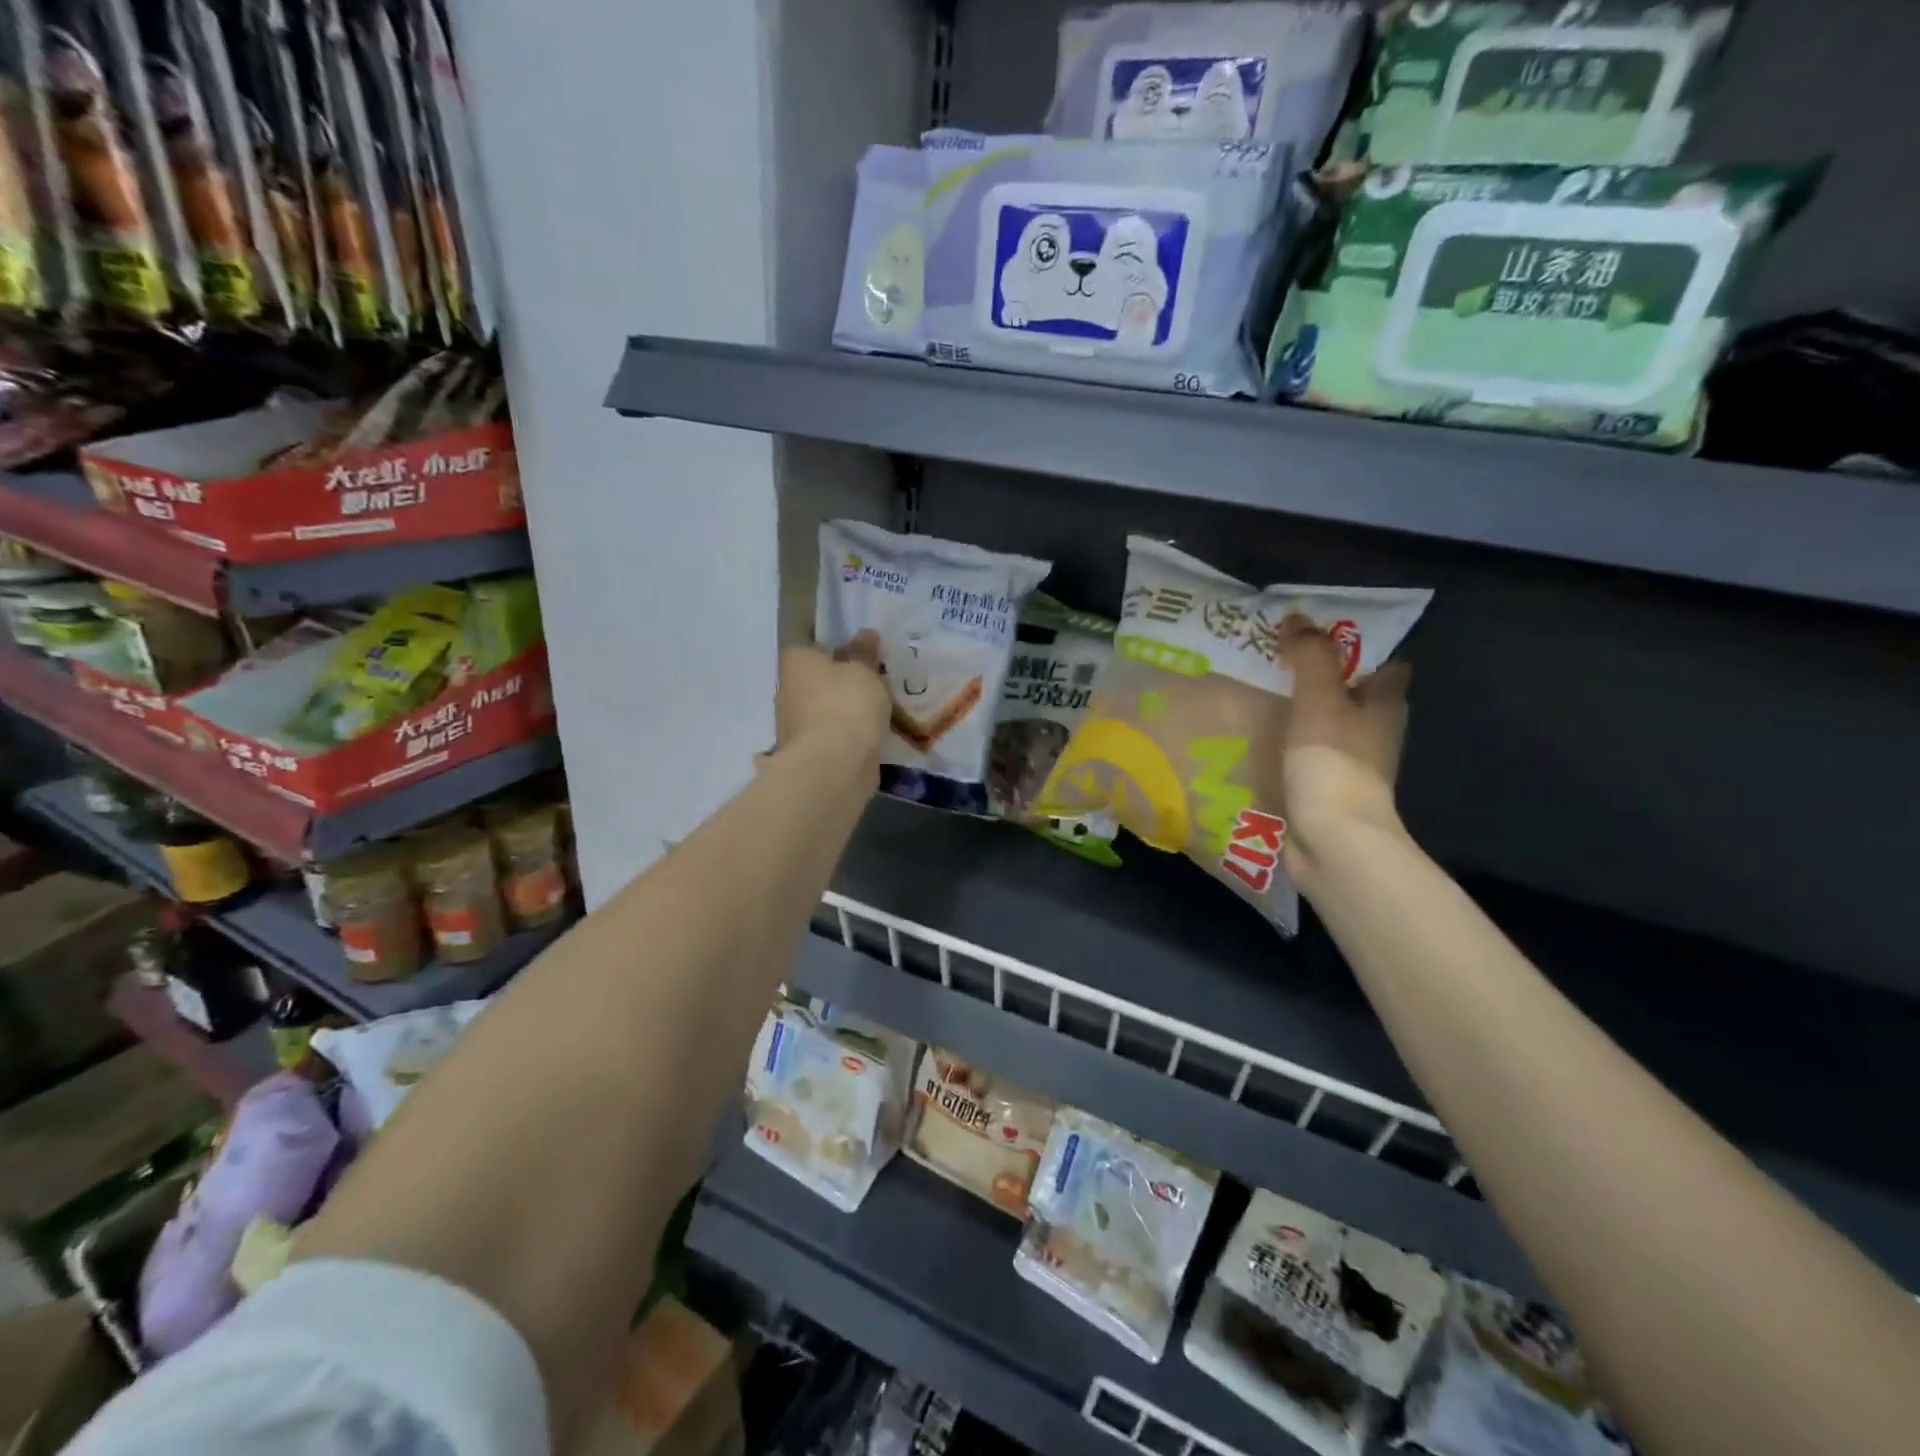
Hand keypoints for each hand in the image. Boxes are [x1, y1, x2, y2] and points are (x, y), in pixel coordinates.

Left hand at [775, 632, 890, 770]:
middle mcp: (787, 690)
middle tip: (874, 682)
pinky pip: (832, 736)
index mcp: (796, 661)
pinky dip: (847, 736)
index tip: (860, 654)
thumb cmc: (847, 704)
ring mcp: (794, 725)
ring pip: (823, 709)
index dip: (835, 647)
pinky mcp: (807, 753)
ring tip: (878, 710)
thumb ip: (865, 653)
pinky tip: (870, 736)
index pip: (810, 645)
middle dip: (840, 681)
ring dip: (844, 710)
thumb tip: (864, 633)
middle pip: (816, 679)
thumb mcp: (864, 671)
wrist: (834, 766)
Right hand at [1277, 615, 1411, 871]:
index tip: (1323, 635)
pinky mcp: (1326, 792)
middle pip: (1356, 697)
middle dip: (1326, 680)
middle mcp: (1375, 734)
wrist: (1333, 840)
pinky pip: (1308, 759)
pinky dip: (1290, 748)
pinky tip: (1259, 742)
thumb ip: (1311, 657)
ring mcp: (1352, 767)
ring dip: (1305, 715)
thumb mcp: (1320, 699)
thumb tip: (1297, 618)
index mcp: (1385, 706)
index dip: (1361, 649)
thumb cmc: (1334, 763)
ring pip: (1329, 728)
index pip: (1387, 666)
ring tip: (1261, 697)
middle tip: (1280, 661)